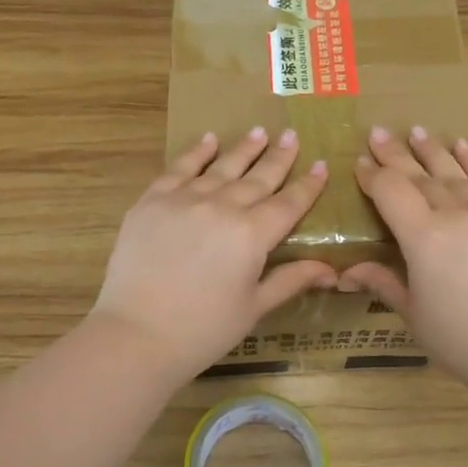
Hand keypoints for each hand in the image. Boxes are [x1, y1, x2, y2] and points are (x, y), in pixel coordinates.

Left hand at [90, 128, 336, 380]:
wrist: (136, 334)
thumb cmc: (203, 330)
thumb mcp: (253, 308)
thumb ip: (290, 280)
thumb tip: (331, 270)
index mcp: (252, 235)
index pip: (288, 203)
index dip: (307, 185)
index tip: (320, 164)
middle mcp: (222, 207)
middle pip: (258, 178)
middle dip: (279, 156)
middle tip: (292, 135)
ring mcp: (184, 199)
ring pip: (221, 167)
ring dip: (243, 149)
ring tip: (259, 132)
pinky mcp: (152, 201)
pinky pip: (179, 168)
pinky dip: (196, 152)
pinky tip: (208, 139)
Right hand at [340, 126, 467, 389]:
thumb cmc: (462, 340)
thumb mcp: (414, 314)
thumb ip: (383, 282)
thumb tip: (346, 272)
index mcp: (424, 239)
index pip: (391, 192)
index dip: (372, 176)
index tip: (359, 163)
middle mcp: (456, 214)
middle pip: (419, 176)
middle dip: (395, 154)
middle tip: (376, 133)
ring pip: (454, 172)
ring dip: (432, 150)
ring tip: (414, 130)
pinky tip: (461, 145)